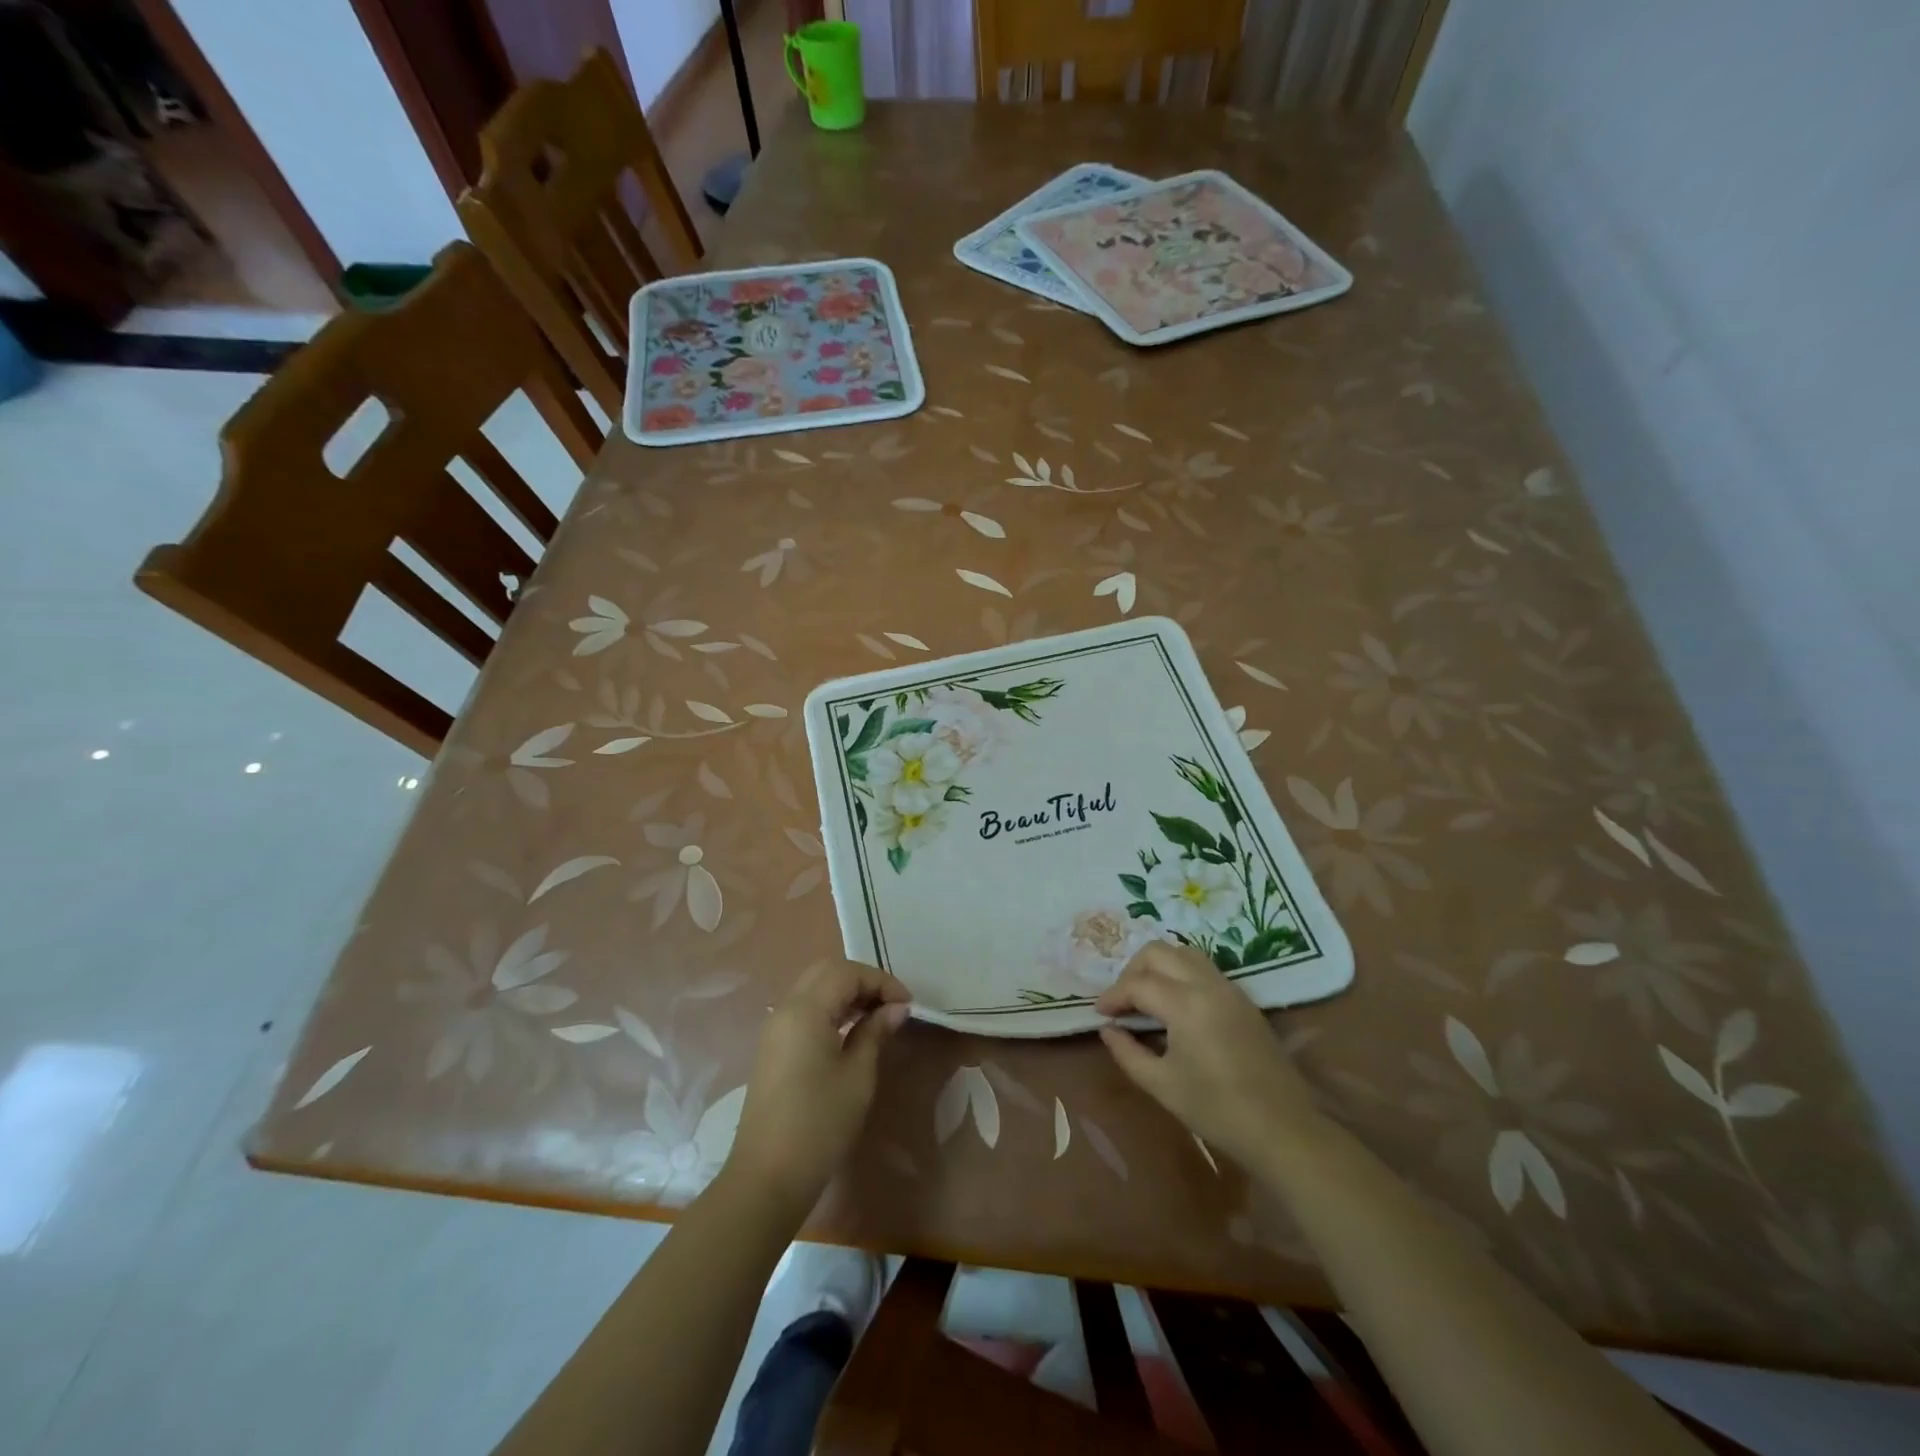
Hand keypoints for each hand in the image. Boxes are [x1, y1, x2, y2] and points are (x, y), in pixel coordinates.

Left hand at [727, 960, 910, 1218]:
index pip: (846, 972)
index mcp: (805, 1010)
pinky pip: (804, 1009)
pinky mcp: (773, 1048)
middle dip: (862, 981)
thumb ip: (875, 1033)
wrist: (768, 1177)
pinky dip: (830, 1008)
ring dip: (846, 993)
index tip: (907, 1005)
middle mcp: (786, 1009)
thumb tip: (896, 1009)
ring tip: (876, 1017)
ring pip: (814, 988)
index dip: (881, 981)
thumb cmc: (820, 1124)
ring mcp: (775, 1029)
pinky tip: (851, 1031)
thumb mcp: (858, 1076)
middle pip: (826, 972)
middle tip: (891, 1005)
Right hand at [1096, 943, 1321, 1171]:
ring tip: (1145, 997)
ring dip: (1158, 966)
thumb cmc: (1218, 1110)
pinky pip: (1203, 967)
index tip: (1100, 1014)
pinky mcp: (1242, 999)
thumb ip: (1128, 1052)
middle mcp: (1207, 984)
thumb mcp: (1162, 1085)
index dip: (1113, 996)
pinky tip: (1174, 1004)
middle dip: (1132, 971)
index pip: (1137, 984)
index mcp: (1185, 1003)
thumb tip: (1109, 1030)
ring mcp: (1229, 988)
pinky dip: (1180, 972)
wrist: (1284, 1129)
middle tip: (1122, 1002)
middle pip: (1158, 952)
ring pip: (1183, 953)